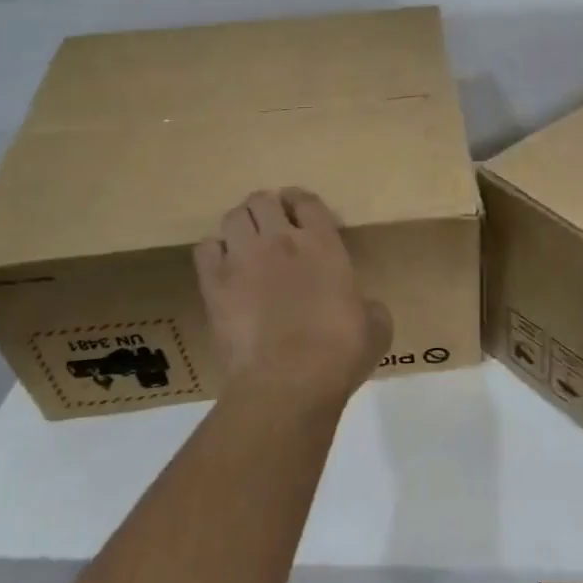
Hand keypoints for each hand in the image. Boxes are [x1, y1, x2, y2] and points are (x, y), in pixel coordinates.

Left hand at [194, 188, 390, 407]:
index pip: (307, 201)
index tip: (300, 212)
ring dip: (241, 225)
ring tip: (245, 242)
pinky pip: (205, 248)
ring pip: (234, 217)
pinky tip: (223, 266)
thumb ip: (369, 307)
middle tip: (272, 226)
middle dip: (267, 208)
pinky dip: (214, 252)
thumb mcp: (376, 327)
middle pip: (264, 200)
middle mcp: (280, 240)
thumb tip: (365, 308)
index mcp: (323, 244)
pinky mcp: (214, 284)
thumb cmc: (339, 353)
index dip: (301, 202)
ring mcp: (243, 258)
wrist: (287, 382)